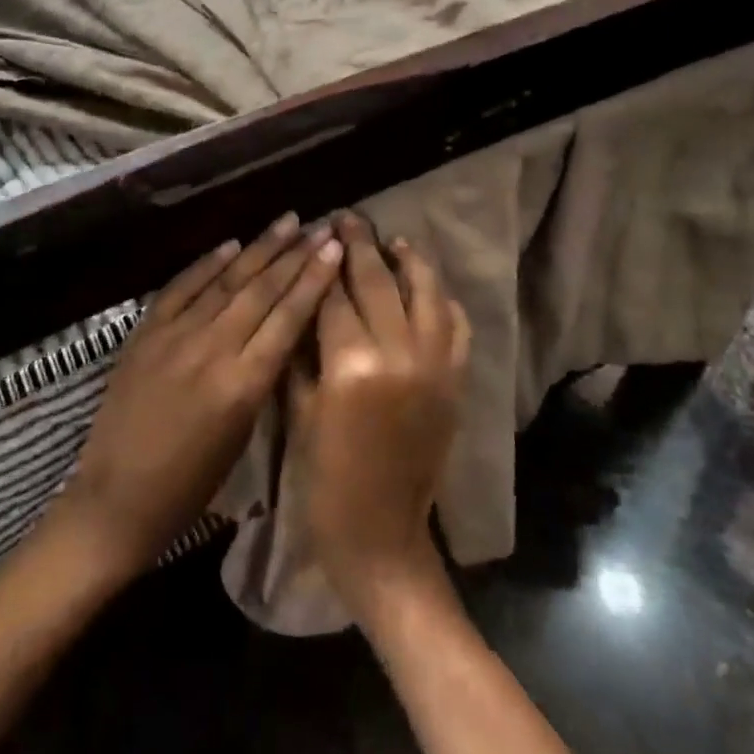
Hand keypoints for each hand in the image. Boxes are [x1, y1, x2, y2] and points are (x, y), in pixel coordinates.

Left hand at [60, 213, 345, 578]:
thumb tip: (283, 332)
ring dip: (258, 248)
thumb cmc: (192, 484)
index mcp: (244, 383)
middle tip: (320, 226)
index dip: (314, 279)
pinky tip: (230, 244)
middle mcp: (212, 349)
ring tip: (285, 221)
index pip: (288, 317)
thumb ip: (264, 378)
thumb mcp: (243, 434)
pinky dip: (206, 264)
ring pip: (225, 282)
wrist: (118, 497)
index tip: (335, 247)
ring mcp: (174, 336)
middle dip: (295, 255)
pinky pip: (180, 288)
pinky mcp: (144, 334)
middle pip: (261, 291)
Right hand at [288, 214, 470, 620]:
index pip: (333, 298)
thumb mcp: (298, 413)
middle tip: (347, 217)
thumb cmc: (324, 481)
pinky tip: (427, 285)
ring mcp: (435, 366)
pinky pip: (455, 326)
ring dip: (408, 261)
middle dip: (359, 246)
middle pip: (378, 284)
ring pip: (425, 294)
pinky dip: (442, 299)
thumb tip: (305, 302)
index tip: (315, 233)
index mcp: (350, 366)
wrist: (381, 536)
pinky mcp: (454, 382)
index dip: (321, 264)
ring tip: (392, 239)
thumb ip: (302, 353)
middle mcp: (398, 355)